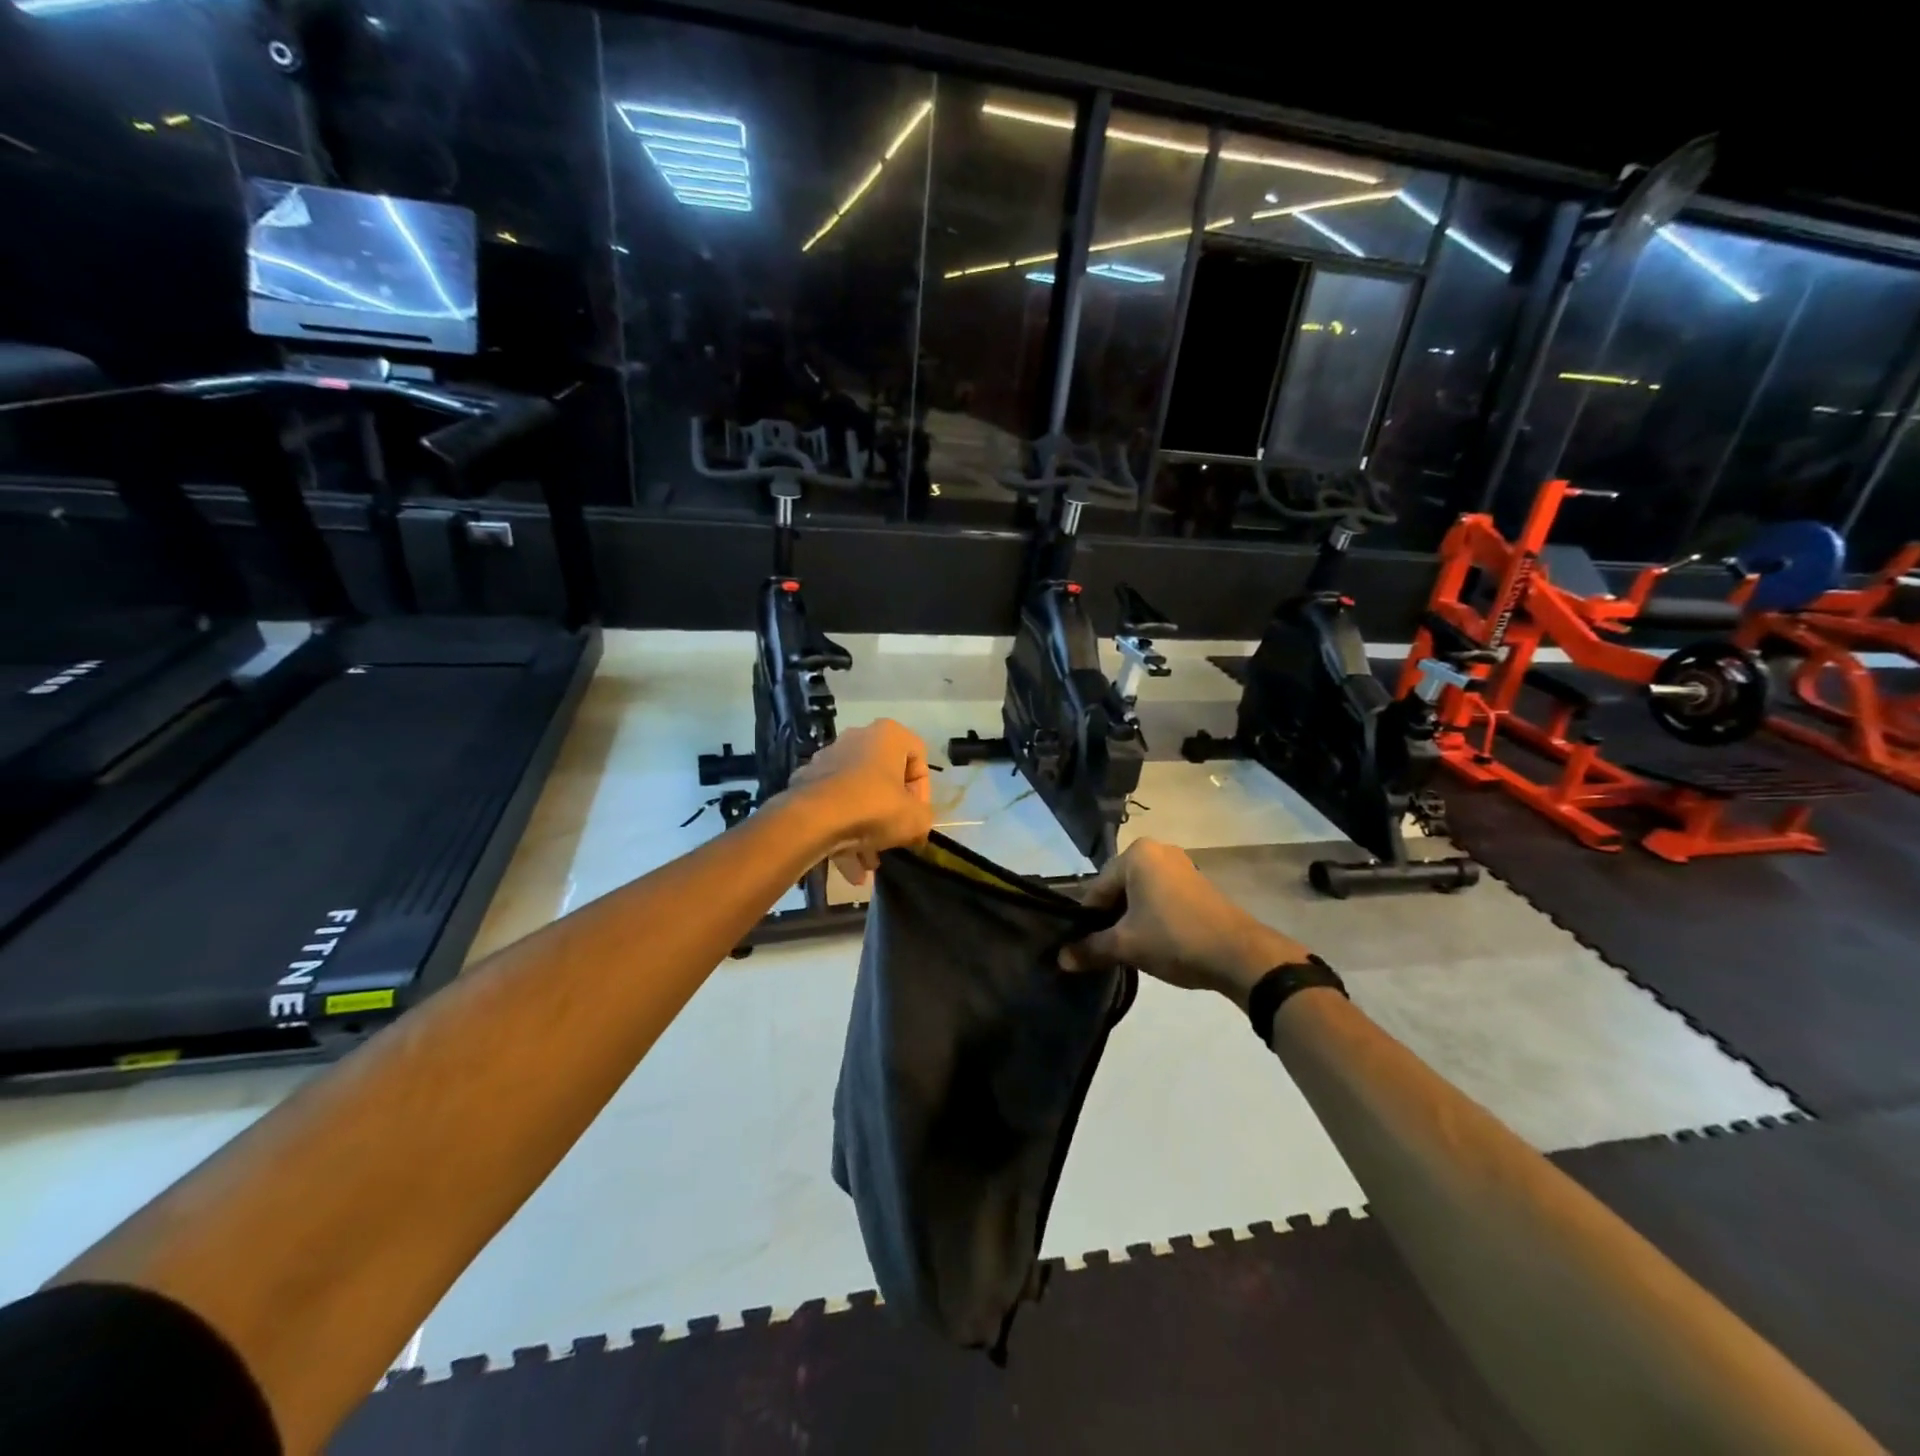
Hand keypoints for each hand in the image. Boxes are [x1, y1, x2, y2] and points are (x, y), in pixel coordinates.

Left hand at [785, 719, 934, 883]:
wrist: (812, 819)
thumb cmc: (874, 808)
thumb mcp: (916, 819)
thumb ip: (924, 818)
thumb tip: (916, 824)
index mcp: (888, 735)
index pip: (918, 757)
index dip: (922, 791)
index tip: (916, 815)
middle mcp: (857, 738)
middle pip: (885, 779)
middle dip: (890, 814)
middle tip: (894, 839)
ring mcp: (828, 759)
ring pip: (857, 796)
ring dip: (866, 831)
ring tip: (869, 864)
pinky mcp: (807, 782)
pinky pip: (833, 807)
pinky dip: (842, 833)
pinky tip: (849, 868)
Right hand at [1058, 840, 1311, 1009]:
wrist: (1239, 955)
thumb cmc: (1174, 938)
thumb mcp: (1126, 945)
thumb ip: (1090, 948)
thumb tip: (1060, 959)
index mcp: (1136, 854)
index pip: (1096, 889)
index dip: (1087, 921)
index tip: (1084, 948)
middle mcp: (1157, 850)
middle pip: (1118, 889)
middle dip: (1110, 919)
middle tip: (1106, 951)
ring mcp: (1180, 865)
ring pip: (1140, 895)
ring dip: (1131, 920)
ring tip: (1129, 950)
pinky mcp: (1197, 884)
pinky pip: (1161, 897)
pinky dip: (1152, 917)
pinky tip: (1154, 943)